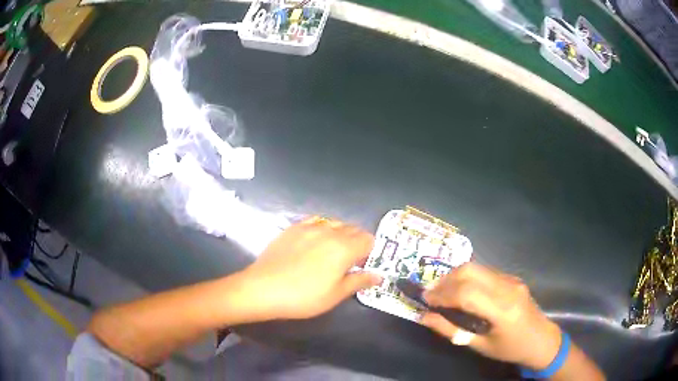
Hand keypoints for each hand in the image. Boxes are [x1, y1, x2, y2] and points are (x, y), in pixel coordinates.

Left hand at [236, 217, 381, 320]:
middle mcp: (330, 231)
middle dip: (357, 242)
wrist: (264, 288)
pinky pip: (315, 221)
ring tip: (332, 252)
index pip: (368, 239)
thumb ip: (359, 281)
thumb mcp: (336, 294)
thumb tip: (379, 276)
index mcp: (344, 248)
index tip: (363, 265)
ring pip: (335, 223)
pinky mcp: (293, 228)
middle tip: (349, 262)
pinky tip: (314, 242)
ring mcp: (309, 227)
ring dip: (341, 234)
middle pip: (353, 229)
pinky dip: (322, 229)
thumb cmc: (304, 297)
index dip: (370, 252)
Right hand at [420, 263, 561, 369]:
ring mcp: (512, 280)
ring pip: (477, 268)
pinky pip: (485, 272)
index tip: (424, 299)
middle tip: (429, 293)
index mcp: (502, 310)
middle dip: (445, 280)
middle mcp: (508, 288)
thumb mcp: (479, 345)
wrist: (541, 339)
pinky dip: (467, 277)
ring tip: (440, 290)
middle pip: (470, 272)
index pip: (467, 294)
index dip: (442, 294)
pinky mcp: (512, 278)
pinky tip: (459, 289)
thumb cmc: (510, 349)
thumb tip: (424, 317)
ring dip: (455, 276)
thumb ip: (451, 330)